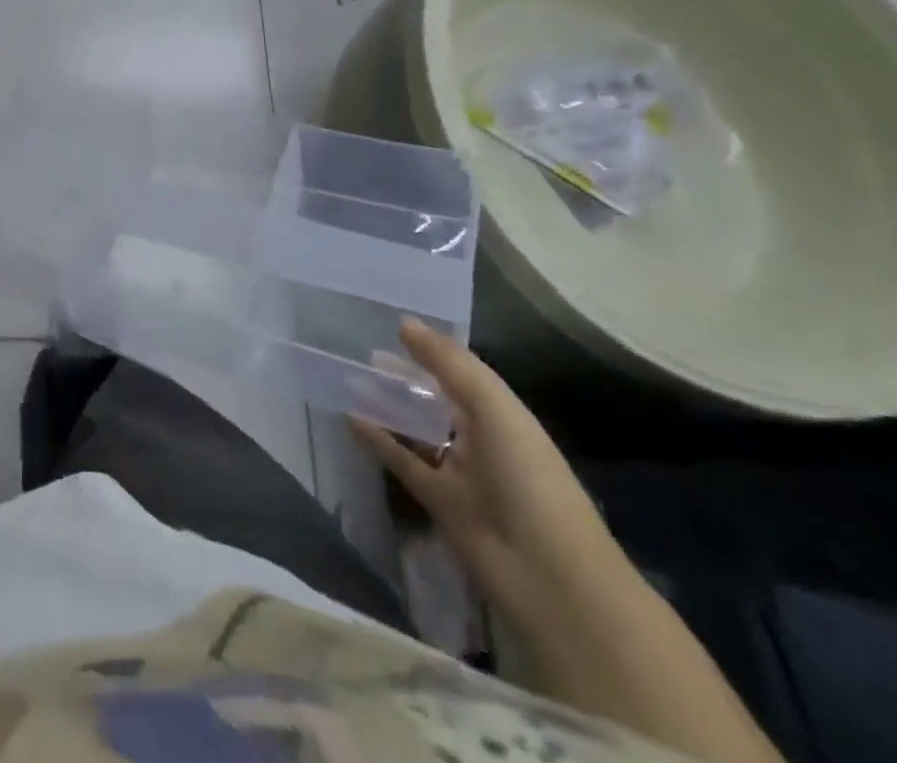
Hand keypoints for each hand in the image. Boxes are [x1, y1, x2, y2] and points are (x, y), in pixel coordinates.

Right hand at [349, 319, 633, 628]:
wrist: (547, 574)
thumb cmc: (527, 476)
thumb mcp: (493, 407)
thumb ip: (447, 363)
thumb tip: (404, 323)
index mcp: (501, 413)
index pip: (460, 372)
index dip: (430, 350)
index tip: (390, 329)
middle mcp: (480, 438)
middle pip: (435, 400)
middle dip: (403, 379)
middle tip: (363, 356)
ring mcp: (459, 472)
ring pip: (417, 431)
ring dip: (387, 408)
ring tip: (349, 381)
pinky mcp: (438, 501)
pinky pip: (403, 462)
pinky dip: (379, 442)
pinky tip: (350, 420)